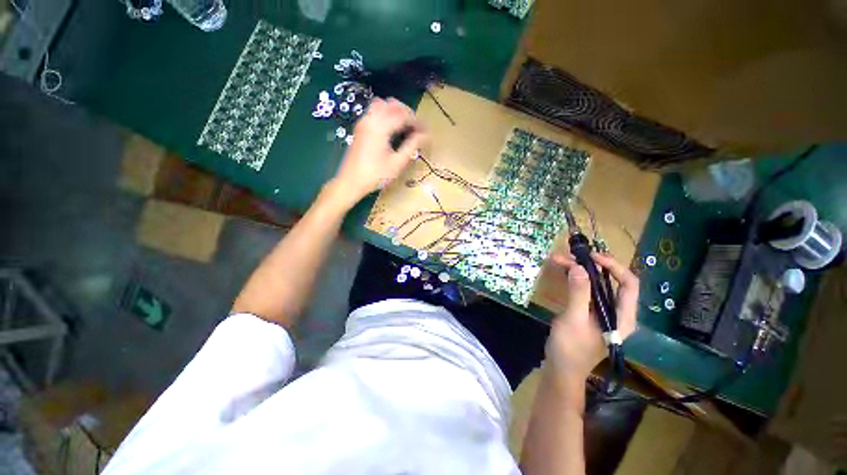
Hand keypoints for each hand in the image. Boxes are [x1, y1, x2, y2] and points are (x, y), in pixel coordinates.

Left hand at [330, 97, 425, 206]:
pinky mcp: (360, 127)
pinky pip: (374, 112)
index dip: (417, 122)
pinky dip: (386, 114)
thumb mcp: (397, 163)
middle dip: (407, 113)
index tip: (426, 132)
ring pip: (382, 105)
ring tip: (404, 127)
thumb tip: (425, 136)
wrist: (350, 182)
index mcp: (381, 127)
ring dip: (395, 111)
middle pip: (392, 104)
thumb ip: (412, 146)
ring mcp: (363, 122)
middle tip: (416, 128)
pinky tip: (391, 129)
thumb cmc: (375, 175)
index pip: (404, 115)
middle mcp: (371, 119)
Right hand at [546, 252, 638, 383]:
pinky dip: (575, 280)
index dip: (614, 267)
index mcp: (623, 317)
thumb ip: (579, 293)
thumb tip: (578, 267)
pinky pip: (586, 291)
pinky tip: (563, 273)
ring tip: (561, 261)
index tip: (592, 257)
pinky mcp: (588, 313)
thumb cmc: (571, 348)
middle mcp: (617, 313)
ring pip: (597, 285)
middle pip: (611, 282)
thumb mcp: (574, 319)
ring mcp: (602, 313)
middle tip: (570, 256)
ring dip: (580, 271)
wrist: (561, 369)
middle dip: (592, 266)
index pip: (629, 284)